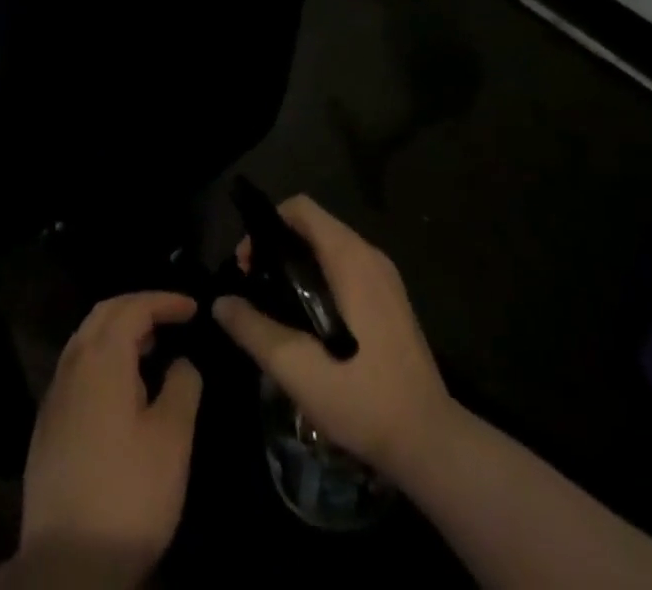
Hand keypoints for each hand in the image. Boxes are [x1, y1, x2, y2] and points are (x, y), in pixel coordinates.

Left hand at [13, 292, 203, 586]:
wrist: (67, 565)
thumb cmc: (129, 493)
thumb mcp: (172, 438)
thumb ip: (182, 386)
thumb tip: (181, 362)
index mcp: (102, 358)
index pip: (133, 307)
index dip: (165, 301)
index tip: (193, 308)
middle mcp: (72, 365)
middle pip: (104, 314)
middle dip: (138, 307)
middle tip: (170, 318)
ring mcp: (55, 396)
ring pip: (86, 340)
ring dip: (118, 332)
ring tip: (150, 348)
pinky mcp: (47, 426)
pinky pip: (77, 369)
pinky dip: (102, 359)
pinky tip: (121, 389)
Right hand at [213, 195, 451, 485]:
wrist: (431, 443)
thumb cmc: (362, 397)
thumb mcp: (296, 368)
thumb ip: (253, 329)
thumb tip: (220, 303)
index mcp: (350, 257)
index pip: (300, 208)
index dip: (266, 226)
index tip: (247, 265)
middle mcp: (370, 255)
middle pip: (312, 227)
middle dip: (277, 249)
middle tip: (255, 289)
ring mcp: (385, 278)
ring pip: (329, 249)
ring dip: (298, 266)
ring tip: (276, 308)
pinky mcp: (391, 301)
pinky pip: (346, 270)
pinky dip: (320, 280)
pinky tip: (309, 324)